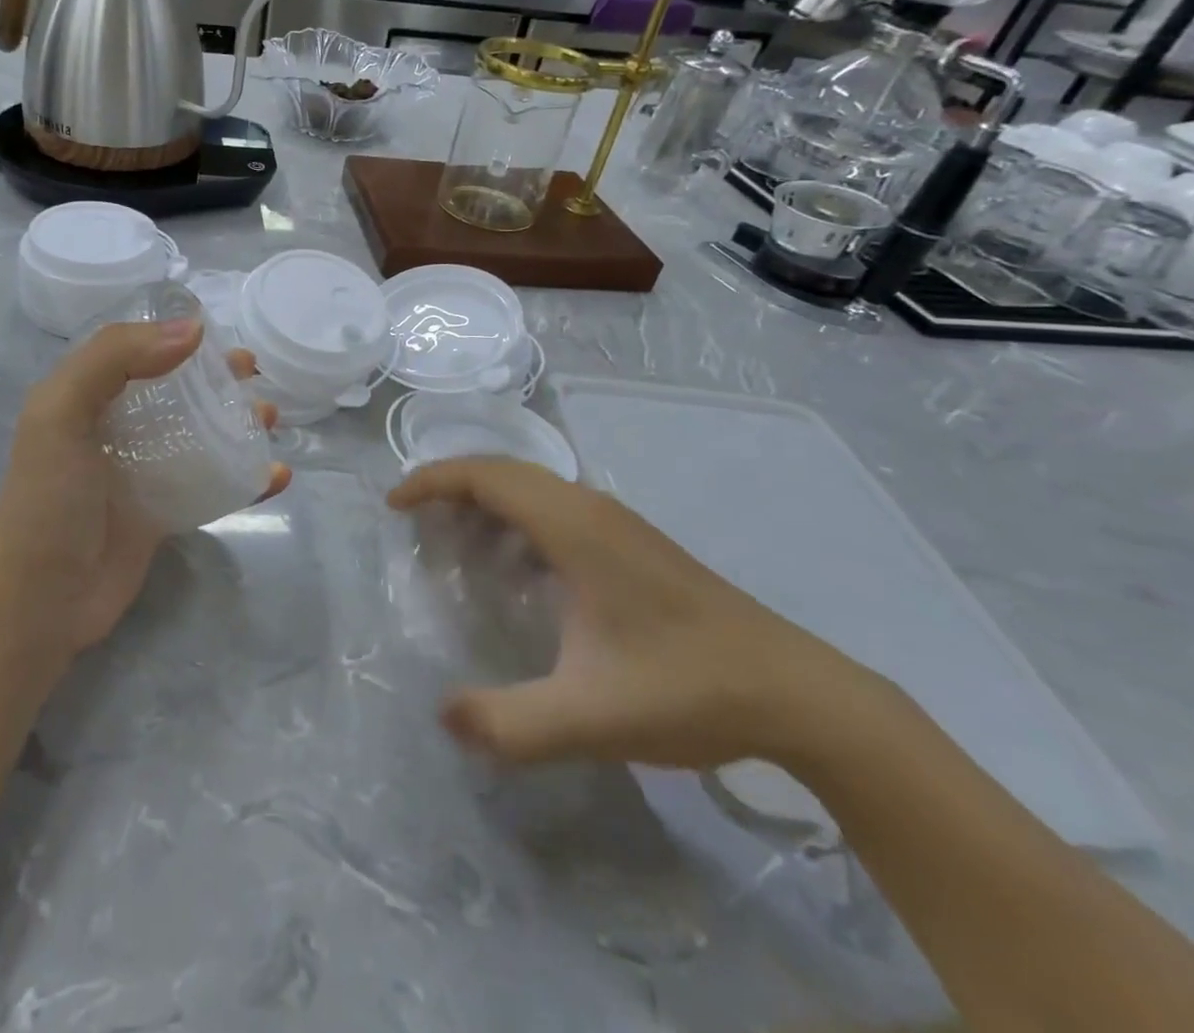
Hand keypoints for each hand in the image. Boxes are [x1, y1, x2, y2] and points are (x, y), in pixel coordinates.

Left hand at [0, 320, 291, 658]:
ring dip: (238, 423)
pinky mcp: (162, 513)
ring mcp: (141, 473)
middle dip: (217, 379)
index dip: (176, 339)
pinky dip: (246, 479)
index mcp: (86, 397)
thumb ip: (115, 358)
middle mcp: (115, 429)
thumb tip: (192, 330)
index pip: (137, 353)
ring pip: (200, 436)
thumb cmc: (49, 498)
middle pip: (176, 392)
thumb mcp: (61, 411)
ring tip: (271, 418)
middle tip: (254, 374)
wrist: (39, 598)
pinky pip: (212, 486)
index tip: (220, 338)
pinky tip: (277, 476)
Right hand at [389, 457, 875, 771]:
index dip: (432, 481)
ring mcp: (618, 523)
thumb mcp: (589, 718)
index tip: (394, 506)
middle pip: (504, 471)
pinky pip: (556, 508)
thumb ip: (508, 723)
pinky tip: (518, 569)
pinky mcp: (634, 543)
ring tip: (454, 541)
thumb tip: (442, 715)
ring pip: (533, 487)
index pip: (486, 476)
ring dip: (485, 500)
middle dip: (450, 485)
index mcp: (574, 527)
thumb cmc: (687, 691)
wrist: (799, 694)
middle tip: (413, 521)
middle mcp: (591, 509)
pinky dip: (517, 518)